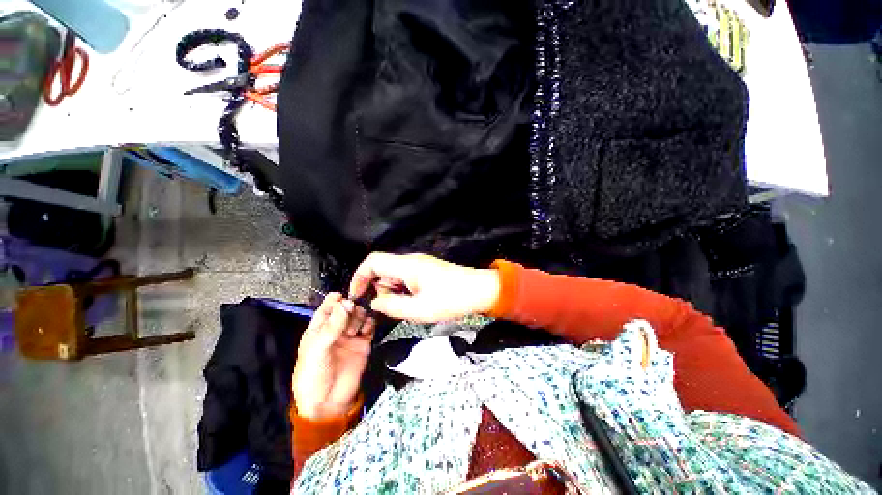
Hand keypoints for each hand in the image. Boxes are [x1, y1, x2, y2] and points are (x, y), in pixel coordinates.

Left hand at [292, 293, 374, 419]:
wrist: (329, 403)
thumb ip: (332, 325)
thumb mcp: (318, 349)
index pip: (328, 307)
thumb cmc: (313, 376)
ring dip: (359, 317)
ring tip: (354, 330)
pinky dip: (370, 324)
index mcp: (319, 329)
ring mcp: (351, 336)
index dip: (335, 299)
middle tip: (349, 317)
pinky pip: (370, 326)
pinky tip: (365, 331)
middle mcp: (336, 329)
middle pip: (347, 308)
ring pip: (359, 315)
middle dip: (350, 309)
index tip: (343, 296)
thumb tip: (346, 302)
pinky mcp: (364, 343)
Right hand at [349, 253, 500, 322]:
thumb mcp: (419, 309)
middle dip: (380, 290)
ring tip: (410, 307)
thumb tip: (374, 302)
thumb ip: (392, 306)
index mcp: (407, 266)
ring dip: (394, 293)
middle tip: (394, 309)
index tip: (357, 296)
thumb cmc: (452, 300)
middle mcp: (411, 261)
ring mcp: (419, 265)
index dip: (359, 276)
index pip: (373, 262)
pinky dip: (403, 292)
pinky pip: (405, 279)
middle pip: (382, 270)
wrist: (480, 290)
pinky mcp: (426, 271)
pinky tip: (417, 303)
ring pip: (394, 276)